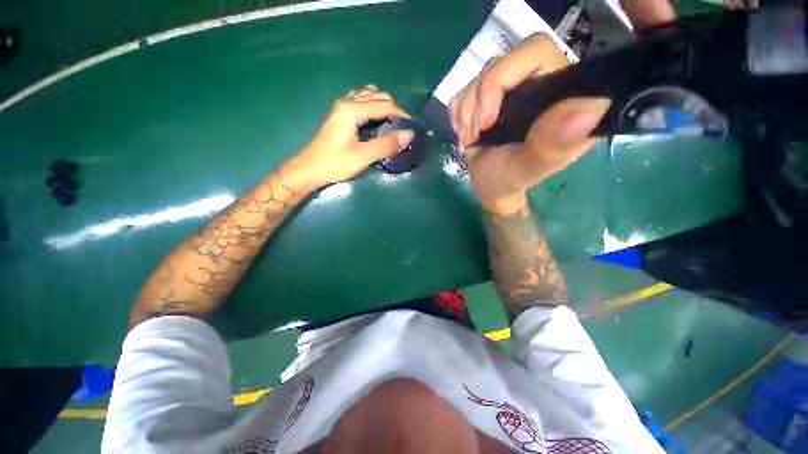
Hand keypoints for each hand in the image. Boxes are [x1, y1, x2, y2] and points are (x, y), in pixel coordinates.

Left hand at [283, 85, 413, 190]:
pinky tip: (376, 119)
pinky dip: (373, 106)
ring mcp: (342, 107)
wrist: (309, 170)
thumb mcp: (362, 156)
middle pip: (378, 96)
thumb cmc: (334, 164)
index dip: (402, 115)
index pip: (385, 105)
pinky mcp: (340, 115)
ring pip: (369, 96)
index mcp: (352, 109)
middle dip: (395, 109)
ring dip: (384, 105)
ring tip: (393, 123)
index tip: (413, 128)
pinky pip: (361, 101)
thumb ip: (386, 144)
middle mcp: (347, 102)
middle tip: (405, 128)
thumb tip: (409, 135)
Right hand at [449, 34, 609, 214]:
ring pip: (478, 77)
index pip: (536, 52)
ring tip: (472, 139)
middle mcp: (539, 83)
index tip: (487, 121)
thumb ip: (553, 144)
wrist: (488, 185)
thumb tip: (593, 105)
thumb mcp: (528, 168)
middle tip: (474, 134)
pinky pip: (464, 90)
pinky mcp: (489, 96)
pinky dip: (459, 115)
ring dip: (466, 113)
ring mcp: (512, 88)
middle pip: (500, 62)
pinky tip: (468, 134)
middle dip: (478, 102)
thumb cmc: (509, 180)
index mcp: (563, 95)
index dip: (502, 78)